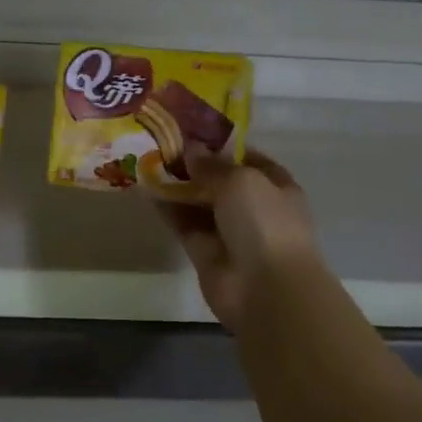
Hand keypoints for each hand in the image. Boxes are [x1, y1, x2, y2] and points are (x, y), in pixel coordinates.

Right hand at [159, 147, 319, 332]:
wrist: (266, 289)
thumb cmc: (265, 223)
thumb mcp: (240, 180)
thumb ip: (212, 164)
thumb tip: (191, 149)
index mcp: (276, 186)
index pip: (248, 158)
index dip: (221, 146)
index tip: (191, 133)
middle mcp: (254, 207)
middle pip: (220, 180)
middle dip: (194, 165)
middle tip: (160, 144)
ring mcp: (229, 231)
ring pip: (199, 202)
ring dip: (177, 186)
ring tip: (146, 161)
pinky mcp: (205, 252)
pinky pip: (184, 223)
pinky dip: (167, 209)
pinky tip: (145, 190)